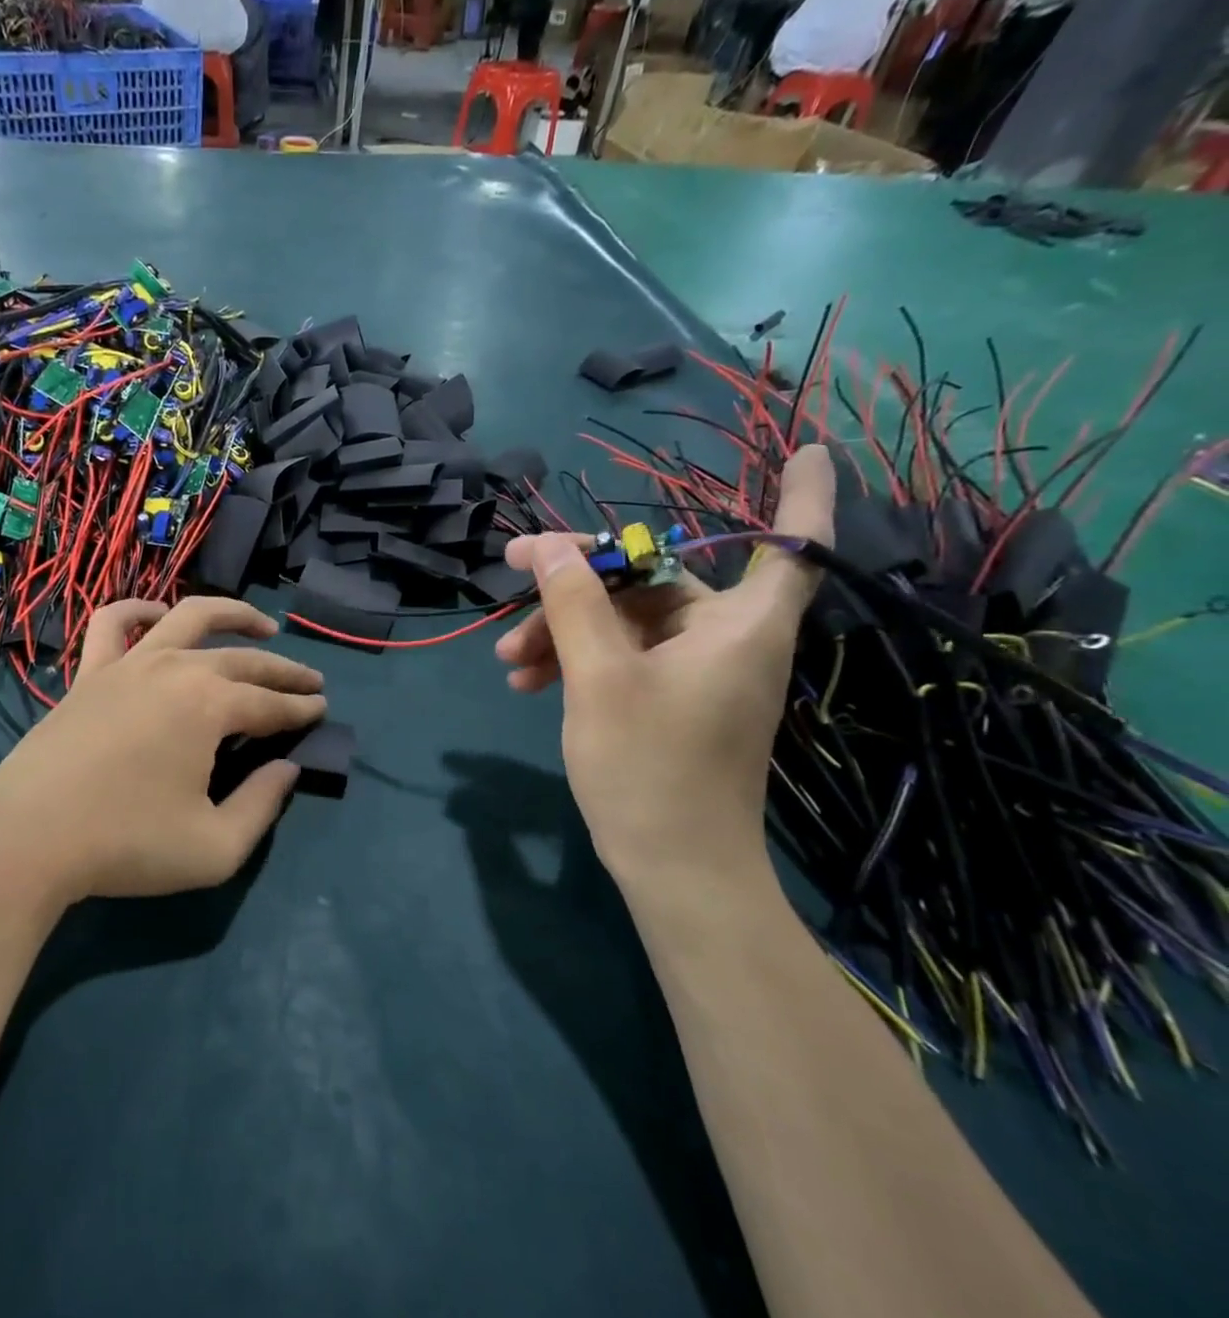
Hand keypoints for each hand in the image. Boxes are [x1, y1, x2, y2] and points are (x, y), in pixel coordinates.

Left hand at [0, 598, 325, 904]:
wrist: (28, 838)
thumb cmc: (126, 846)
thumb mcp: (215, 848)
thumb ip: (263, 805)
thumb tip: (287, 768)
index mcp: (210, 706)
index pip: (272, 704)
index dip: (302, 709)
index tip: (322, 710)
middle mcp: (176, 669)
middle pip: (244, 660)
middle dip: (284, 671)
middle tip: (310, 681)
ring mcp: (129, 664)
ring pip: (189, 618)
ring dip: (233, 614)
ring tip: (263, 622)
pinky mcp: (90, 672)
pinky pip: (113, 622)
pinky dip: (139, 609)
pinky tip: (159, 614)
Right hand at [493, 445, 834, 878]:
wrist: (673, 869)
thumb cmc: (649, 767)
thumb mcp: (599, 678)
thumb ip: (574, 603)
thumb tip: (548, 543)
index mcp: (738, 626)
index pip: (791, 545)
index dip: (804, 494)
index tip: (809, 448)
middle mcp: (727, 640)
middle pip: (654, 582)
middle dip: (578, 586)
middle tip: (512, 577)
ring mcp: (697, 673)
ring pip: (626, 624)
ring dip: (564, 631)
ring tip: (508, 660)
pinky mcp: (671, 702)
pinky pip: (623, 659)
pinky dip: (578, 662)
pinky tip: (526, 682)